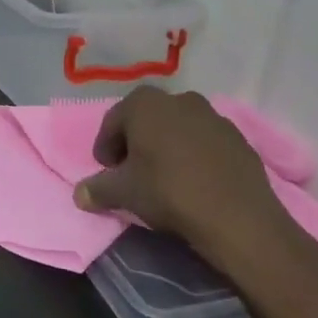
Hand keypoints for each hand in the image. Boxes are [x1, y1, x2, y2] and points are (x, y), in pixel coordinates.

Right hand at [74, 87, 300, 273]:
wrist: (239, 217)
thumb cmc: (169, 192)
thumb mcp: (124, 193)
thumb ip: (97, 189)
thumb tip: (79, 194)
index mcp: (144, 103)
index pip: (113, 122)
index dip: (105, 147)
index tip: (107, 171)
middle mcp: (178, 99)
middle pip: (146, 120)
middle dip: (136, 143)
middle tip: (133, 172)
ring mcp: (212, 116)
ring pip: (177, 129)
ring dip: (167, 147)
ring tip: (165, 178)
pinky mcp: (238, 138)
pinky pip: (205, 143)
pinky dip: (195, 156)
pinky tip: (195, 182)